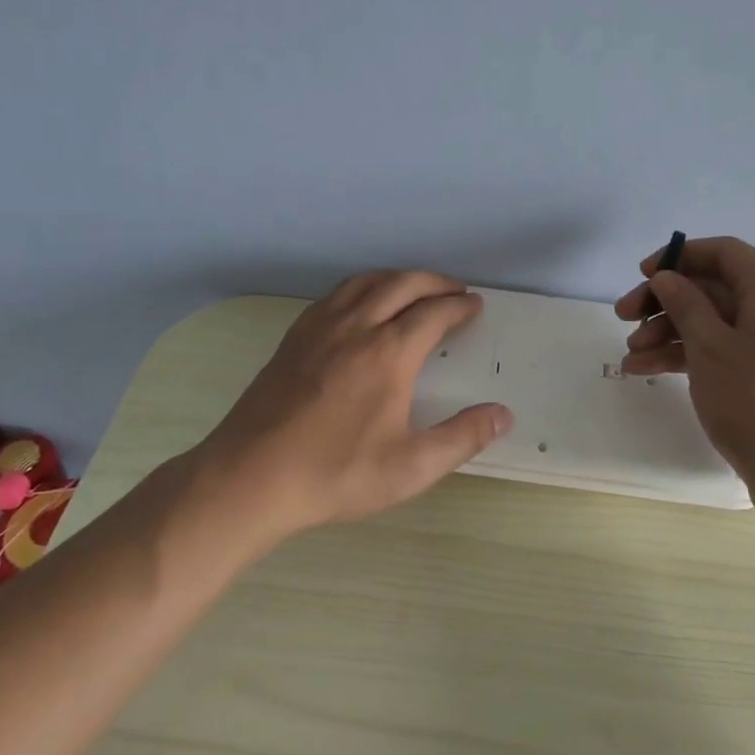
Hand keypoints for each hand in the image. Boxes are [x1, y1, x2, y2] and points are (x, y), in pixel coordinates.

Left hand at [187, 271, 511, 538]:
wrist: (251, 477)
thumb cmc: (336, 473)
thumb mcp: (410, 468)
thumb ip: (461, 438)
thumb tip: (503, 415)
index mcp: (389, 353)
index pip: (434, 313)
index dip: (459, 306)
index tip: (475, 306)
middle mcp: (357, 326)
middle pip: (403, 284)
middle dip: (435, 282)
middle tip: (455, 291)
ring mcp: (320, 328)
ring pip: (366, 282)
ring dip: (398, 278)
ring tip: (415, 289)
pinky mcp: (294, 337)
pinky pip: (336, 295)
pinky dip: (362, 287)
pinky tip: (362, 304)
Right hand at [615, 237, 754, 495]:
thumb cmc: (754, 401)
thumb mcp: (709, 346)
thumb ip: (685, 303)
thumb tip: (667, 276)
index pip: (725, 252)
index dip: (679, 257)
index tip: (642, 274)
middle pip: (715, 288)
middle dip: (665, 302)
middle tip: (623, 316)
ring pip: (715, 322)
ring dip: (669, 332)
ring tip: (630, 356)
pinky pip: (725, 349)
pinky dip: (689, 354)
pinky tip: (647, 370)